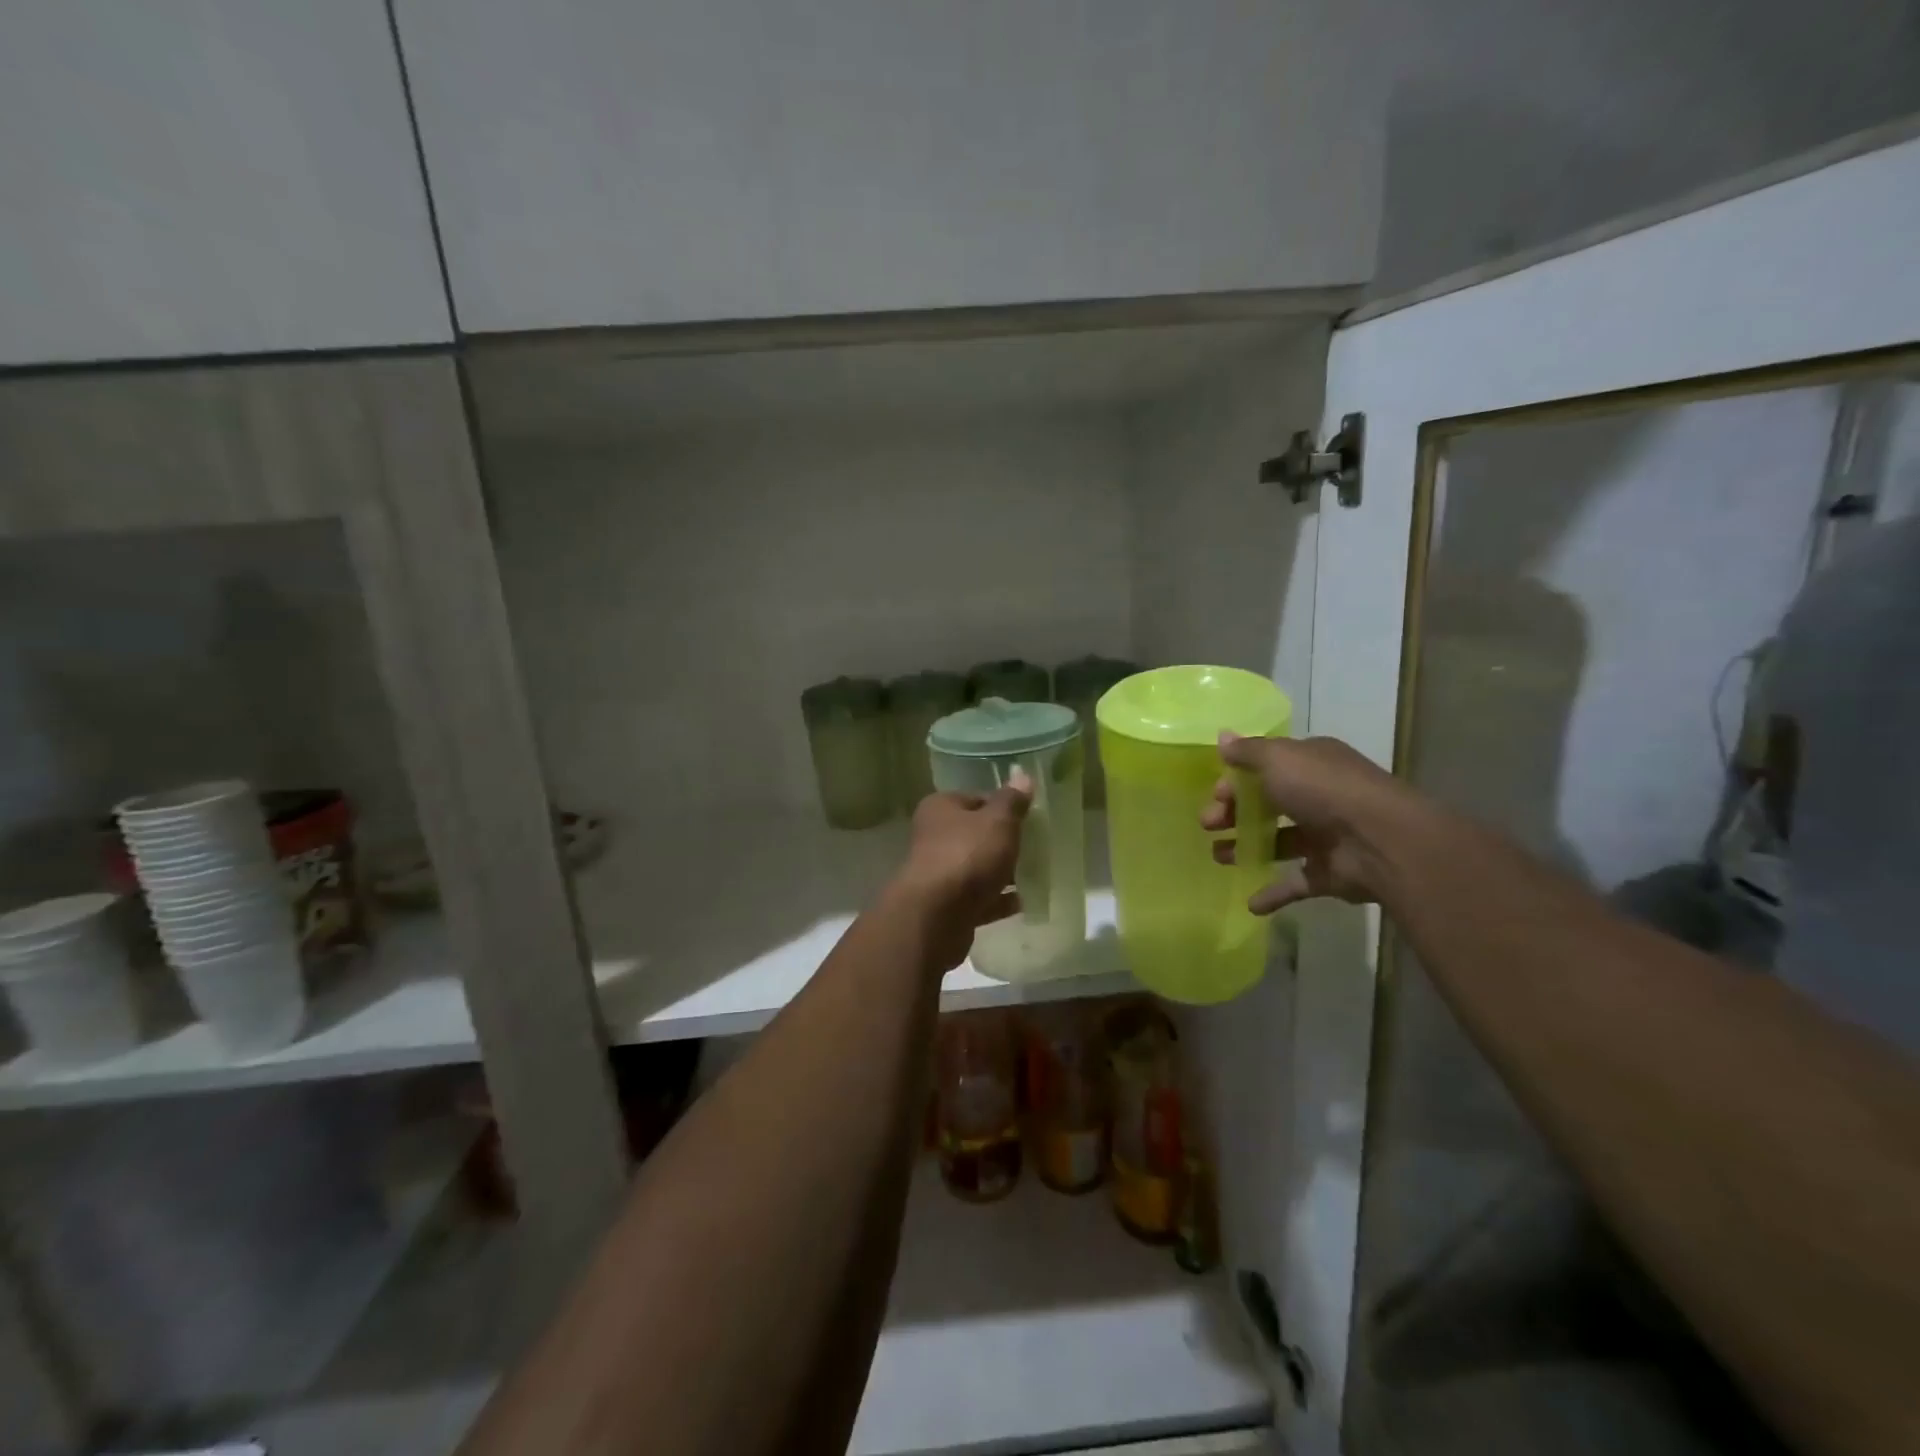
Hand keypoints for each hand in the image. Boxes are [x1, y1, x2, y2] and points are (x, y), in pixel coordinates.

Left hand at [895, 786, 1030, 969]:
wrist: (936, 916)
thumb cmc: (967, 856)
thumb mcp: (998, 821)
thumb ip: (1012, 801)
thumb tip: (1022, 775)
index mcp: (941, 808)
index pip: (976, 798)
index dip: (1003, 806)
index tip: (1030, 817)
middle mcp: (934, 837)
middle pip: (976, 834)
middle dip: (1004, 841)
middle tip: (1036, 846)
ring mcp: (939, 874)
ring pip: (977, 868)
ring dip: (1002, 872)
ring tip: (1035, 874)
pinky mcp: (946, 906)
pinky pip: (978, 898)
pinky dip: (998, 900)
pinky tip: (1023, 902)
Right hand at [1202, 733, 1409, 913]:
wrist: (1381, 841)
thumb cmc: (1323, 790)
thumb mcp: (1278, 759)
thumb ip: (1247, 752)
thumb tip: (1222, 736)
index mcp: (1311, 764)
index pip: (1266, 768)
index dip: (1237, 780)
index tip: (1215, 796)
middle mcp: (1319, 796)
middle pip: (1268, 803)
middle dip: (1234, 813)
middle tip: (1207, 824)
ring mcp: (1327, 836)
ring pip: (1279, 841)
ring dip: (1246, 848)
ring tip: (1218, 857)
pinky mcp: (1331, 872)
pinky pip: (1296, 882)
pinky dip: (1274, 893)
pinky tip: (1249, 902)